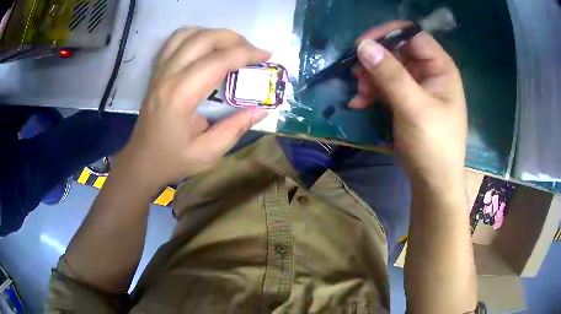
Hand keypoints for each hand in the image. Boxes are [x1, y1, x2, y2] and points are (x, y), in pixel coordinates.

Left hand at [117, 28, 270, 190]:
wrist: (142, 160)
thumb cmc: (173, 159)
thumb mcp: (209, 153)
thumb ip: (236, 128)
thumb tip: (263, 108)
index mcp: (180, 96)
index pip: (217, 61)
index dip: (246, 54)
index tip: (266, 56)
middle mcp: (168, 76)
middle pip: (203, 39)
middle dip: (234, 39)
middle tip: (252, 51)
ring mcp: (160, 71)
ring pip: (188, 34)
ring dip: (214, 34)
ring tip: (231, 47)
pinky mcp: (157, 71)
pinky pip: (175, 41)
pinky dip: (196, 36)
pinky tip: (207, 47)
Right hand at [351, 21, 466, 188]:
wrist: (432, 180)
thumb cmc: (433, 144)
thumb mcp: (414, 108)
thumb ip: (391, 75)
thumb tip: (364, 45)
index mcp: (440, 68)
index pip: (412, 35)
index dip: (388, 35)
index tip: (362, 44)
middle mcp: (429, 72)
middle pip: (396, 51)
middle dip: (375, 62)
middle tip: (357, 75)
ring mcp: (416, 86)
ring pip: (387, 68)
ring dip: (369, 78)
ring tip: (359, 94)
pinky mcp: (405, 100)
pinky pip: (384, 86)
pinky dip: (370, 92)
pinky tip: (359, 103)